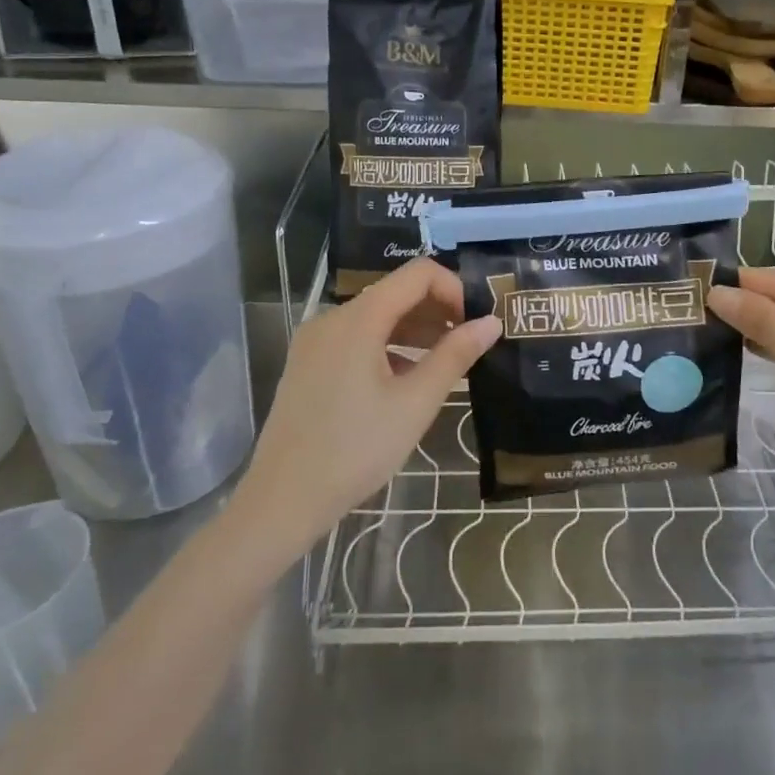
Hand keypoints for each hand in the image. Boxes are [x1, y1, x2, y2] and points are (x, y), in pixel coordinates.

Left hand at [237, 260, 501, 557]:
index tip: (475, 324)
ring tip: (446, 363)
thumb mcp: (415, 403)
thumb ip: (455, 356)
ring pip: (377, 317)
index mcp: (358, 319)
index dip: (454, 289)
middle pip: (396, 293)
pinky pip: (357, 339)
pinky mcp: (309, 363)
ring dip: (416, 330)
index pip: (418, 274)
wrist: (282, 500)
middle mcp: (333, 318)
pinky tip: (407, 380)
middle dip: (438, 311)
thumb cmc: (355, 450)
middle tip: (469, 345)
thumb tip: (492, 322)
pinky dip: (389, 347)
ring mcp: (316, 341)